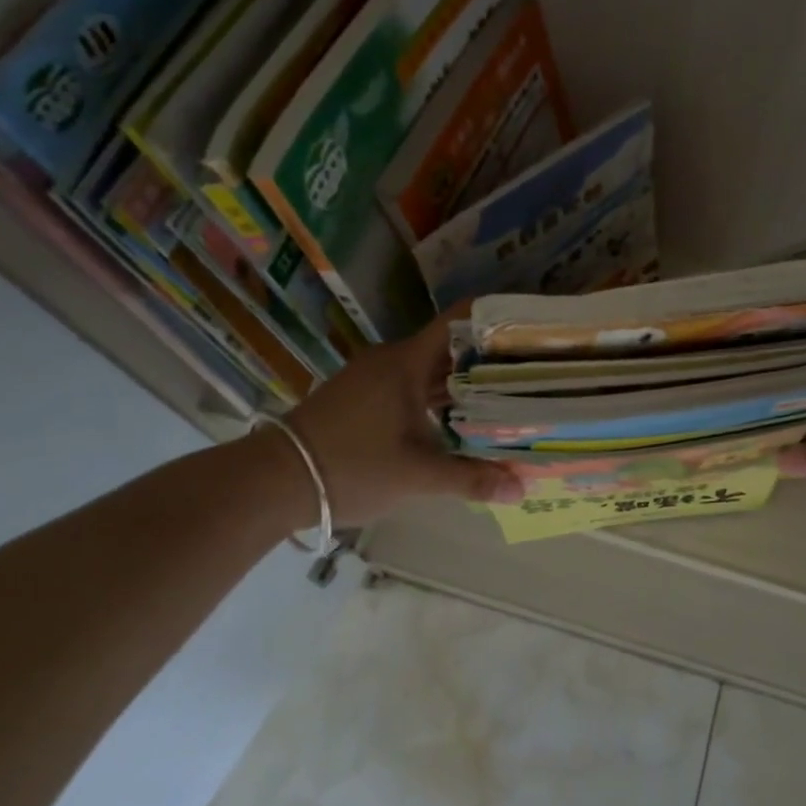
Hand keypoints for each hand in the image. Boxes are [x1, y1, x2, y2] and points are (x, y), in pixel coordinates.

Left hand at [274, 316, 521, 526]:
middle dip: (490, 357)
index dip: (495, 317)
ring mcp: (374, 378)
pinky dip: (440, 397)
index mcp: (407, 362)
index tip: (531, 326)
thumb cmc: (351, 465)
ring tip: (508, 394)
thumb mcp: (416, 475)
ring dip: (464, 382)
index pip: (460, 319)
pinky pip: (413, 386)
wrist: (273, 480)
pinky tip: (461, 419)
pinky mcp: (363, 398)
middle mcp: (392, 360)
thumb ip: (471, 479)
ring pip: (431, 370)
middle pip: (451, 347)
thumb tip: (521, 488)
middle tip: (532, 370)